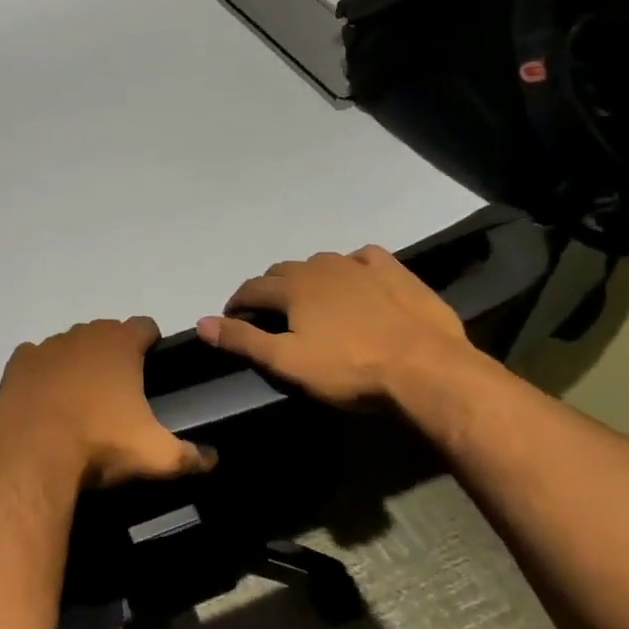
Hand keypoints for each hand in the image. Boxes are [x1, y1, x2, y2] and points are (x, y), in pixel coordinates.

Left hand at [0, 317, 215, 488]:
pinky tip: (45, 397)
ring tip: (81, 398)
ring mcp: (46, 346)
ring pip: (69, 344)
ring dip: (77, 362)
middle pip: (106, 333)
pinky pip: (35, 358)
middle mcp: (83, 334)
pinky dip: (43, 372)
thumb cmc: (100, 446)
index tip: (153, 365)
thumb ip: (191, 455)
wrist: (33, 457)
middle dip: (113, 353)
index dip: (152, 342)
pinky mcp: (17, 364)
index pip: (146, 326)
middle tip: (119, 390)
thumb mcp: (157, 456)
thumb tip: (214, 458)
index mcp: (120, 344)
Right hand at [197, 246, 473, 405]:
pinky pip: (364, 258)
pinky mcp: (395, 272)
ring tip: (312, 302)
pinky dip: (352, 267)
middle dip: (270, 290)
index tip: (233, 321)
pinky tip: (356, 281)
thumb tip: (201, 322)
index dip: (237, 304)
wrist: (426, 370)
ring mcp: (359, 265)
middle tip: (271, 316)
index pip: (251, 289)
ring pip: (320, 263)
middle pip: (282, 271)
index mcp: (291, 287)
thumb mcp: (287, 362)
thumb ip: (242, 340)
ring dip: (308, 278)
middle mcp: (320, 266)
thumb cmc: (349, 370)